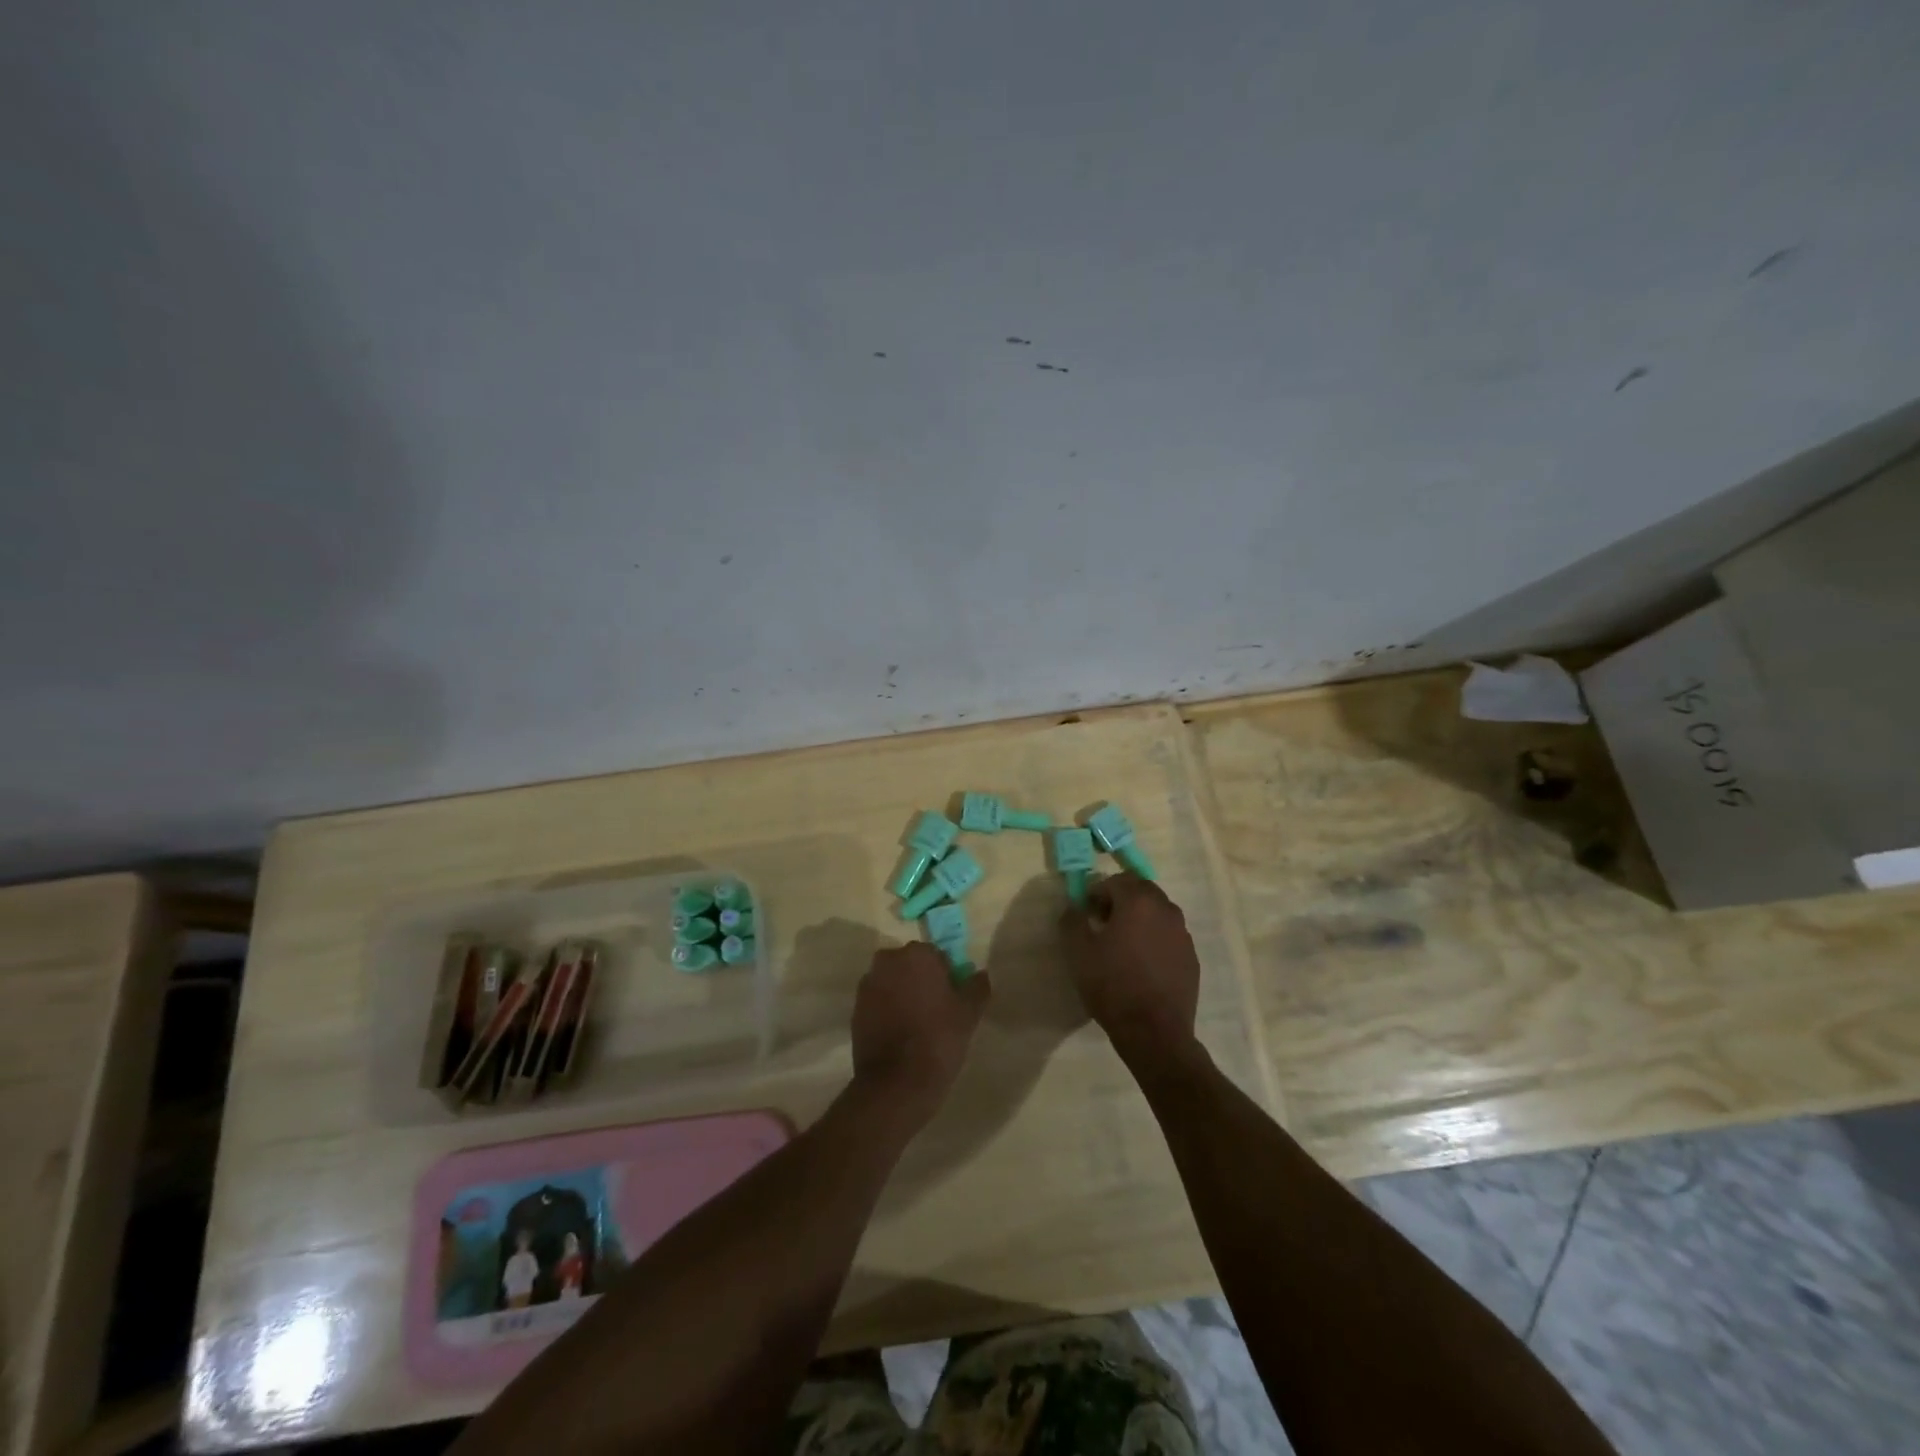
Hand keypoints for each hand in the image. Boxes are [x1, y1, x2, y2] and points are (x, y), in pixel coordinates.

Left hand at [850, 942, 989, 1121]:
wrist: (897, 1083)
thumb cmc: (938, 1039)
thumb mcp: (969, 1013)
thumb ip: (977, 986)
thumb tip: (979, 974)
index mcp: (917, 954)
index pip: (937, 955)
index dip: (947, 976)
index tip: (952, 999)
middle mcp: (888, 961)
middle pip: (911, 965)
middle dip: (922, 981)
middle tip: (936, 1010)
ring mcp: (868, 985)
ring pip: (893, 982)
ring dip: (903, 994)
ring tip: (917, 1024)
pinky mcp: (856, 1009)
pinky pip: (878, 1001)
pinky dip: (888, 1010)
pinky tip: (900, 1034)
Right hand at [1061, 874, 1200, 1071]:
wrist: (1154, 1032)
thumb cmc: (1112, 985)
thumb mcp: (1078, 952)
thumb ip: (1073, 920)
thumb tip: (1075, 907)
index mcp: (1138, 902)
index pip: (1115, 881)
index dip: (1097, 892)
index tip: (1086, 912)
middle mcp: (1166, 910)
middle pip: (1141, 891)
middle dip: (1121, 899)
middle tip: (1103, 923)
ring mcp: (1183, 934)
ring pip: (1158, 912)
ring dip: (1139, 918)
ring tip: (1123, 944)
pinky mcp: (1191, 957)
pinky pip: (1169, 936)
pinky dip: (1154, 938)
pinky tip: (1142, 964)